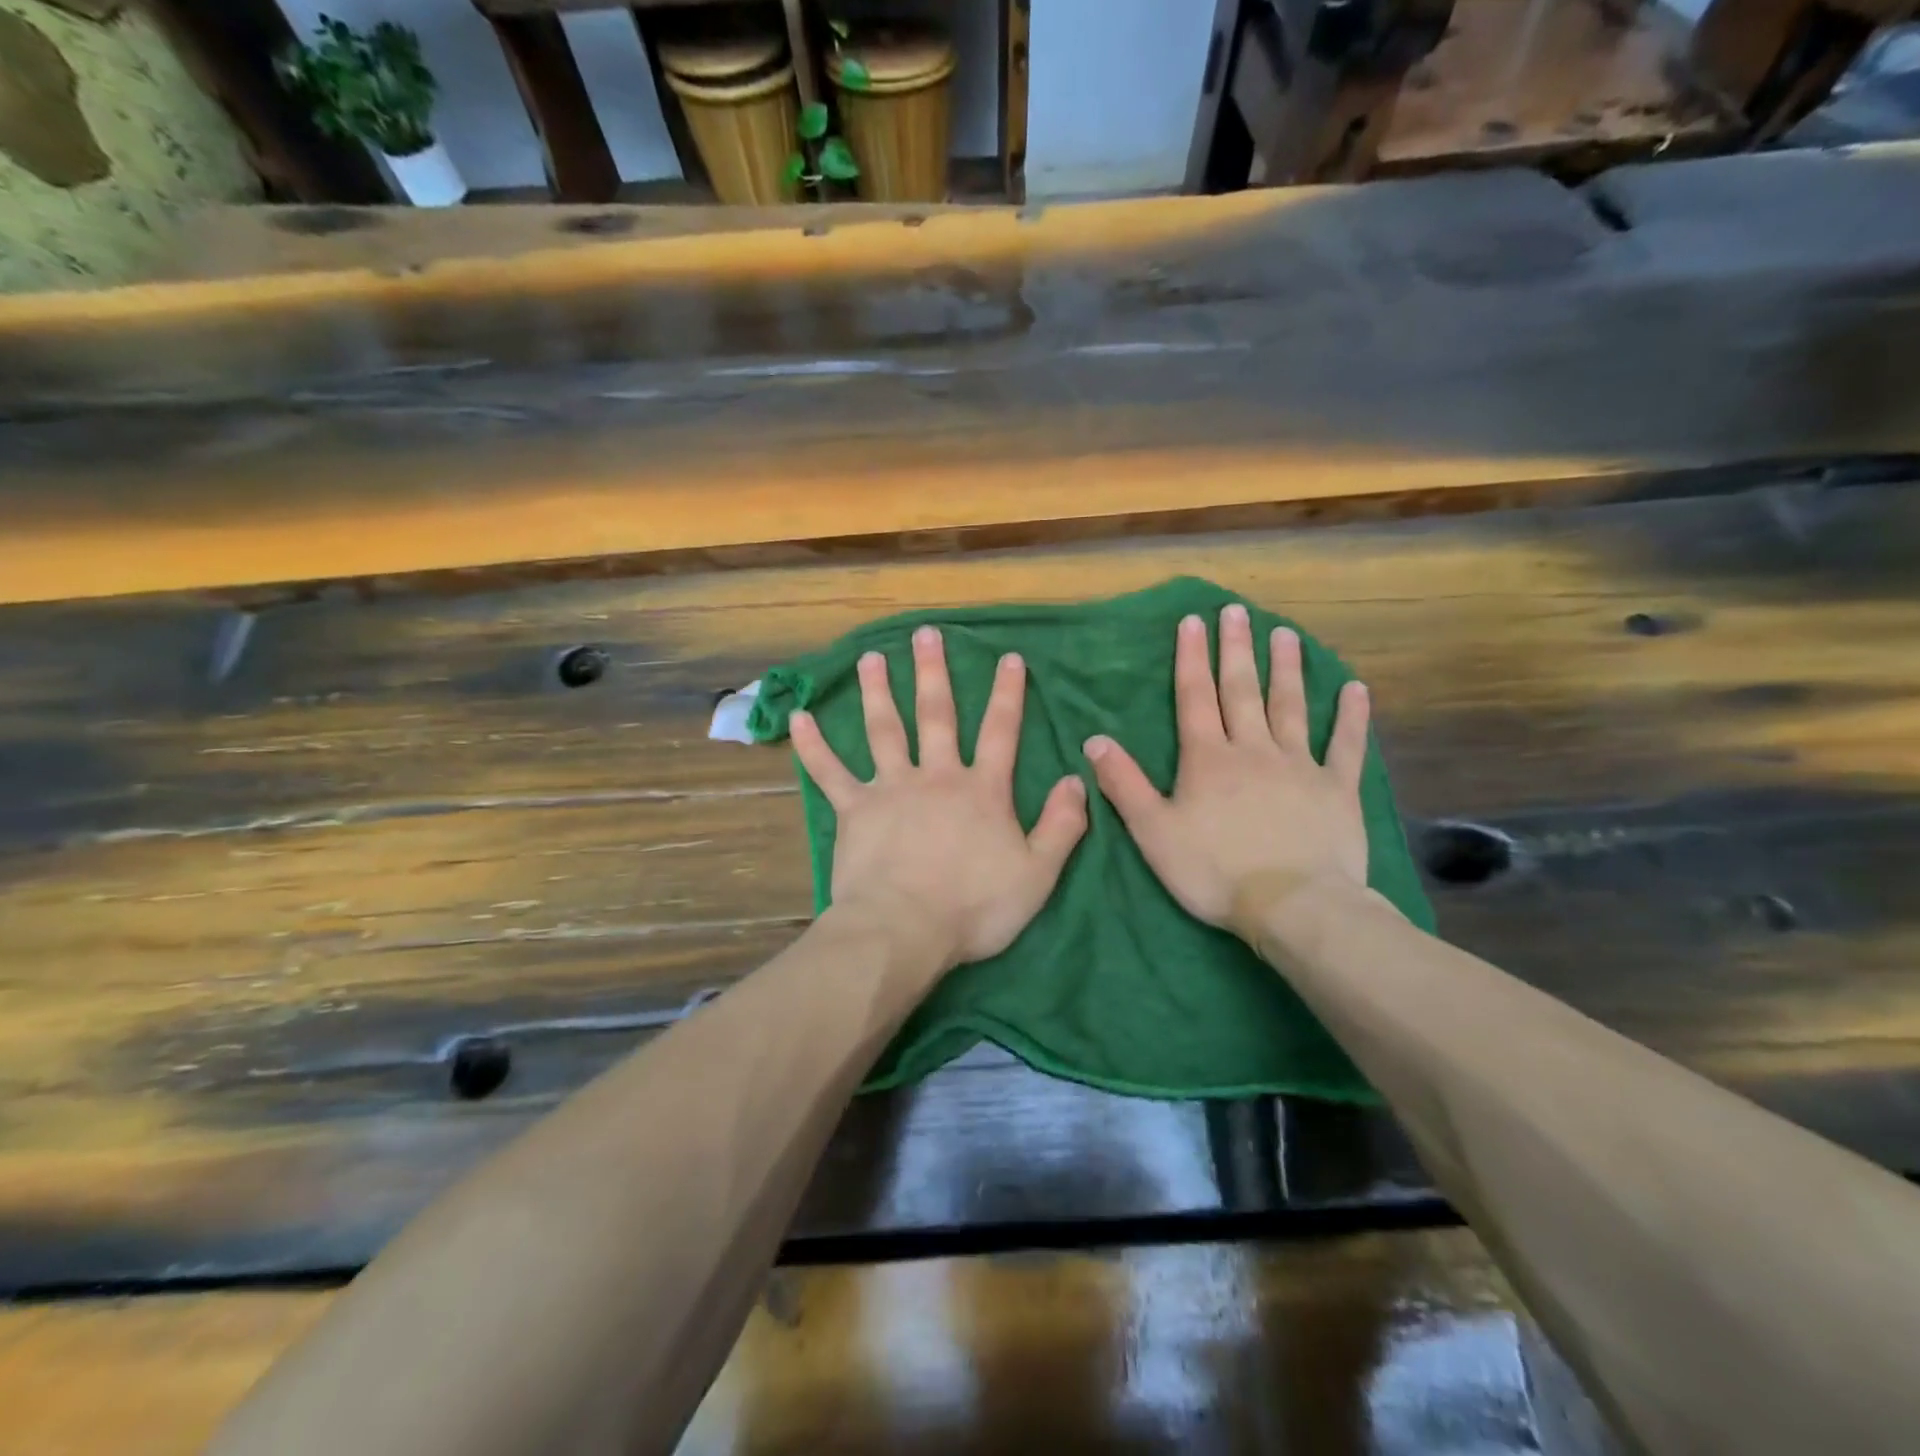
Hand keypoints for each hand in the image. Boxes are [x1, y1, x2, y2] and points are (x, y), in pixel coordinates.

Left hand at [790, 625, 1087, 972]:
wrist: (904, 930)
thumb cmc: (974, 907)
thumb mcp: (1037, 873)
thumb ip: (1062, 825)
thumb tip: (1076, 779)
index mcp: (981, 790)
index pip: (1001, 732)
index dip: (1007, 694)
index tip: (1008, 657)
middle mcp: (936, 777)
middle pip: (936, 716)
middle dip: (933, 673)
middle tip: (926, 634)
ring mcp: (891, 788)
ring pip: (884, 730)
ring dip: (878, 691)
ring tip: (871, 657)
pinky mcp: (854, 809)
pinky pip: (829, 772)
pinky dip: (813, 746)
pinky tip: (798, 718)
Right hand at [1084, 605, 1370, 933]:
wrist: (1293, 906)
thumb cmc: (1214, 871)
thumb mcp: (1153, 832)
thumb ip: (1123, 784)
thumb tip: (1094, 740)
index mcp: (1208, 759)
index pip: (1195, 698)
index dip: (1191, 659)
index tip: (1192, 622)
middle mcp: (1253, 750)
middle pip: (1242, 691)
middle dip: (1236, 649)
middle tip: (1237, 611)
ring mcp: (1300, 766)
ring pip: (1291, 707)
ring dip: (1286, 669)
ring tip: (1285, 634)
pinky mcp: (1337, 789)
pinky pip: (1346, 746)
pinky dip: (1351, 717)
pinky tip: (1355, 689)